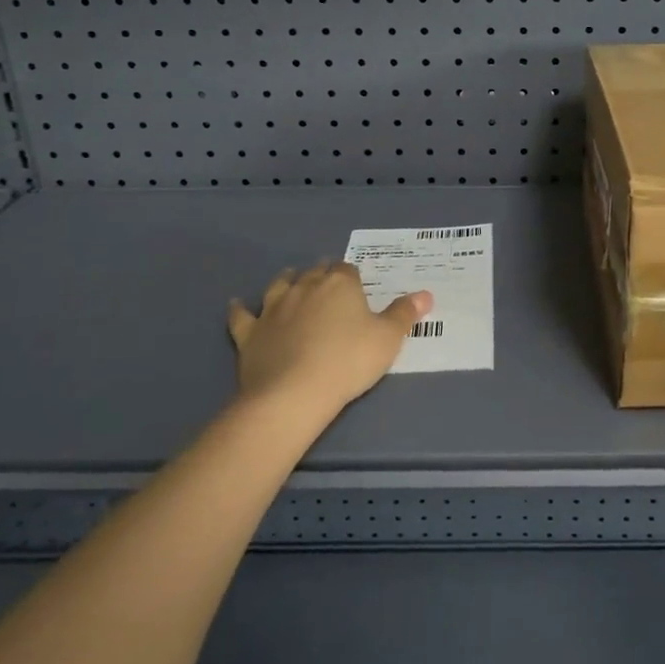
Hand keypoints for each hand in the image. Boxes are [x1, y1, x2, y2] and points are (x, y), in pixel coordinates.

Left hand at [227, 263, 432, 419]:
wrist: (293, 394)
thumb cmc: (348, 361)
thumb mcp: (388, 339)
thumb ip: (405, 314)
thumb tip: (426, 294)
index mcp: (340, 283)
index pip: (347, 269)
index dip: (353, 278)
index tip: (358, 289)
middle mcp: (305, 286)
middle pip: (314, 272)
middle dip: (322, 275)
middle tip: (330, 287)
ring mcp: (273, 308)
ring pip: (279, 285)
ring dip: (286, 282)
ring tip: (290, 281)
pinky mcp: (250, 332)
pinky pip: (242, 316)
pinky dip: (240, 309)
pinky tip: (237, 304)